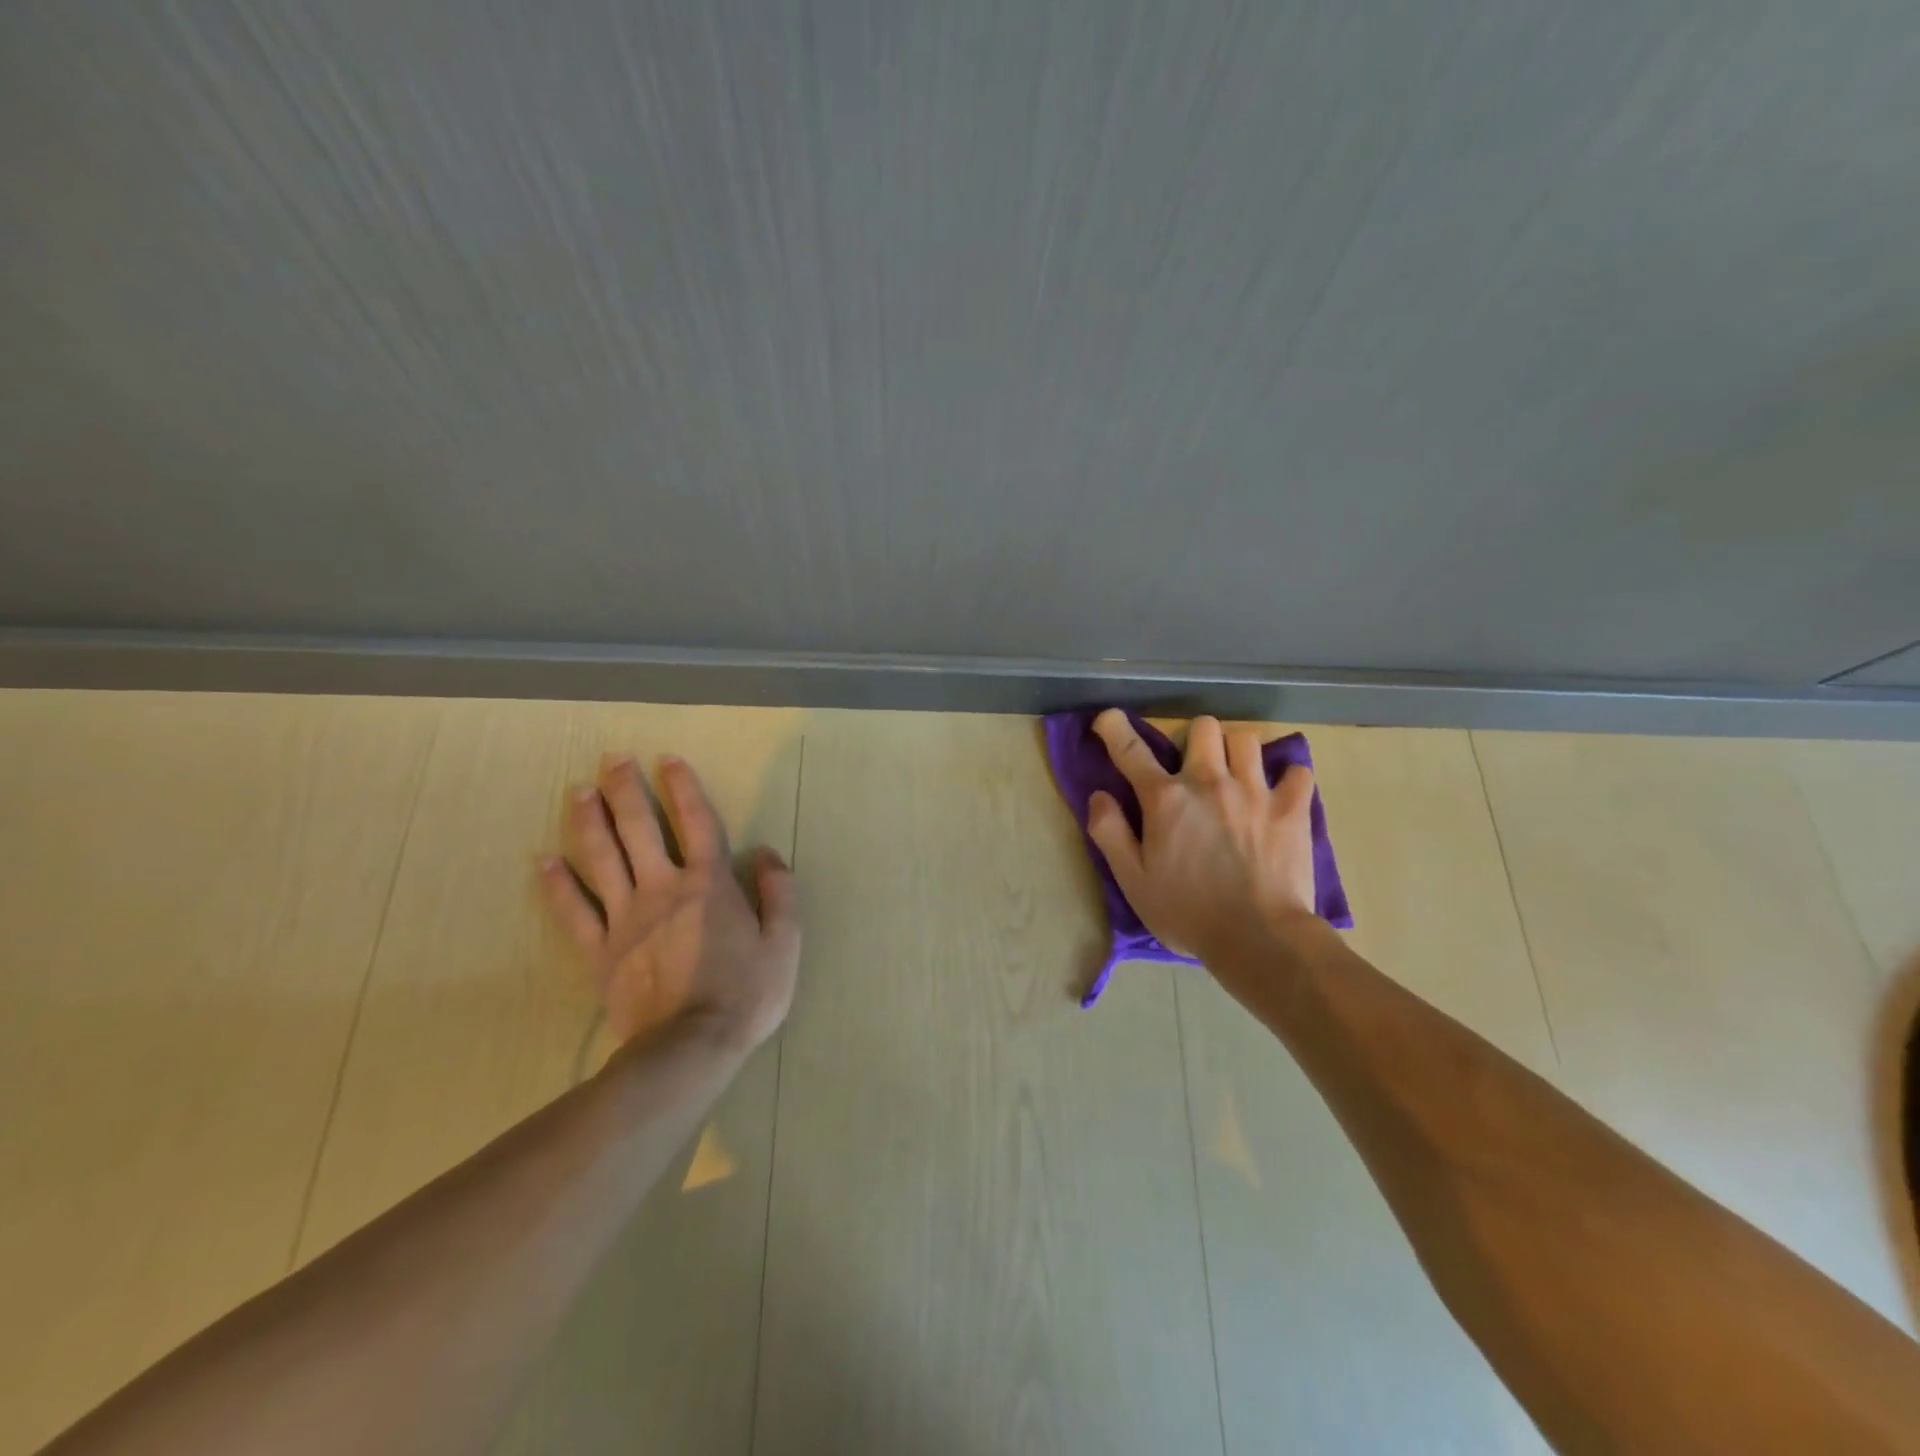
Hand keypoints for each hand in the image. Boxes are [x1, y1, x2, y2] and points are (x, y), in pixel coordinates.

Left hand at [538, 752, 800, 1050]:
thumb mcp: (783, 942)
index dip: (683, 787)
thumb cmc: (745, 994)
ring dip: (589, 821)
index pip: (697, 822)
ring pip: (602, 859)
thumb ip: (778, 892)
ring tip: (579, 791)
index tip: (668, 759)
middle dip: (626, 789)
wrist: (689, 1048)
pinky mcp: (600, 950)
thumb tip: (766, 852)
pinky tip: (543, 861)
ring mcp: (625, 918)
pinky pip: (574, 911)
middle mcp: (663, 888)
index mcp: (709, 884)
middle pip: (640, 829)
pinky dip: (558, 885)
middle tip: (612, 759)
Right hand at [1086, 710, 1316, 965]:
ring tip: (1235, 776)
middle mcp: (1208, 782)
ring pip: (1246, 739)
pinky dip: (1287, 778)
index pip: (1131, 750)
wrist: (1259, 939)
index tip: (1108, 719)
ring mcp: (1254, 791)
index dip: (1114, 728)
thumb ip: (1110, 833)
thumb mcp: (1132, 880)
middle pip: (1202, 728)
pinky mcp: (1291, 808)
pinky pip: (1296, 771)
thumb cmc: (1187, 913)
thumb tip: (1099, 795)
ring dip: (1235, 752)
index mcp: (1165, 799)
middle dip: (1193, 739)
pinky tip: (1280, 794)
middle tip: (1193, 766)